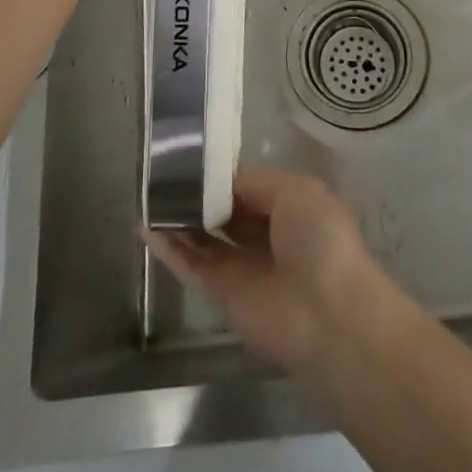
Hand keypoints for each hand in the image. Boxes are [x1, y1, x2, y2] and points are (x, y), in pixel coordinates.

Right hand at [145, 169, 378, 373]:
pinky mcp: (221, 295)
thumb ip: (255, 184)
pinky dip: (168, 248)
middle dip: (198, 195)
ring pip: (202, 238)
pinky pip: (190, 265)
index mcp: (289, 208)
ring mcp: (241, 267)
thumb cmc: (319, 239)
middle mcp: (264, 236)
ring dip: (178, 219)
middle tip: (162, 173)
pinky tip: (145, 226)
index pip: (246, 186)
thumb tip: (222, 182)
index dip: (221, 175)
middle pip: (223, 212)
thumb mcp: (296, 191)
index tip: (191, 157)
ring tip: (148, 195)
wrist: (327, 313)